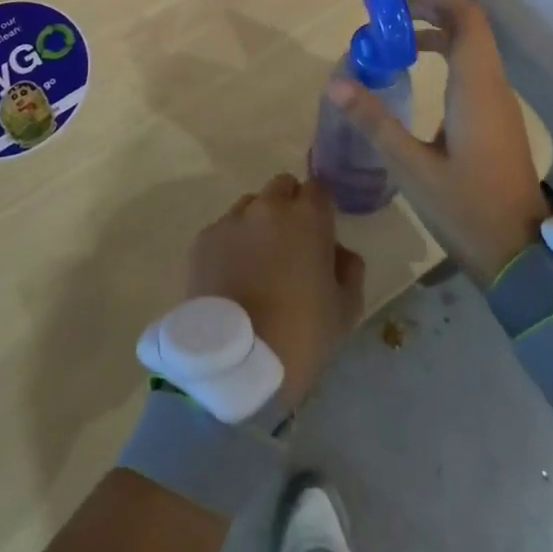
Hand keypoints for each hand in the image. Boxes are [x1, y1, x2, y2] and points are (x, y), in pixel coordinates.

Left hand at [186, 174, 365, 408]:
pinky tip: (232, 276)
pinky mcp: (203, 240)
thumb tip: (338, 252)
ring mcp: (231, 221)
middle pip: (282, 187)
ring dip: (259, 222)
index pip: (319, 188)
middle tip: (291, 244)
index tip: (322, 231)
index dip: (321, 207)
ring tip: (258, 262)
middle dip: (290, 206)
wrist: (235, 363)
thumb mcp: (345, 310)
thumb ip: (349, 270)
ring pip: (250, 205)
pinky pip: (224, 229)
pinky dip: (232, 243)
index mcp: (307, 217)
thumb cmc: (300, 335)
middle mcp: (268, 207)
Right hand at [328, 0, 547, 286]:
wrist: (522, 257)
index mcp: (477, 89)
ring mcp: (497, 102)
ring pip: (470, 45)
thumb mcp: (412, 169)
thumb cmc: (468, 211)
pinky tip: (414, 72)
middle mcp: (492, 85)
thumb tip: (335, 82)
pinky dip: (442, 53)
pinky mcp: (495, 118)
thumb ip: (374, 122)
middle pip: (467, 23)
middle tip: (384, 1)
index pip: (464, 17)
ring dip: (434, 28)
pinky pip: (470, 67)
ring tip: (391, 35)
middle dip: (427, 2)